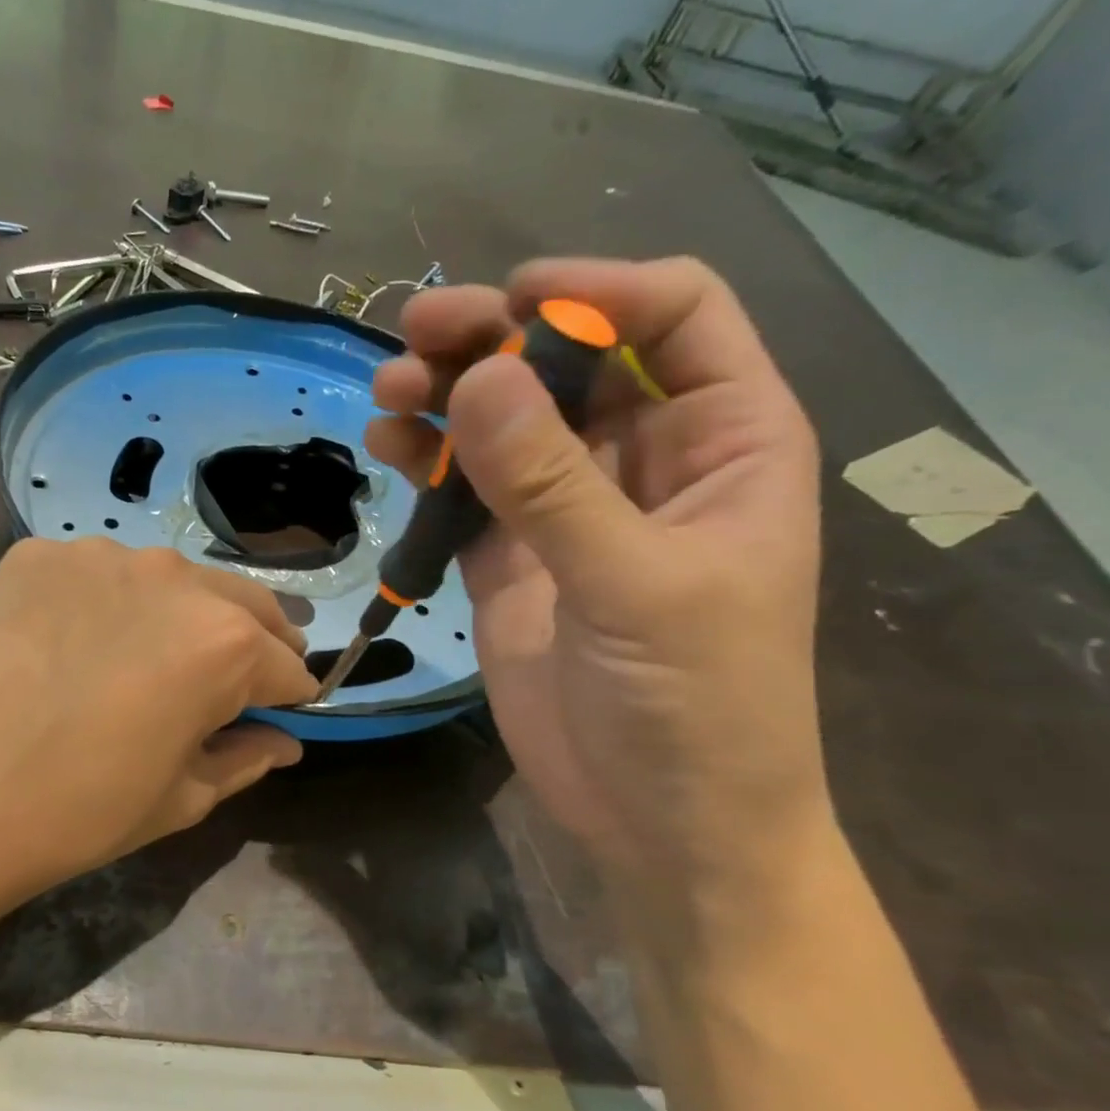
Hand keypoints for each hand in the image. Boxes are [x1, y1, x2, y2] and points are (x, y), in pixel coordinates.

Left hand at [0, 534, 310, 911]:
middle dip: (251, 642)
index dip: (286, 696)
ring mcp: (99, 555)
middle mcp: (174, 578)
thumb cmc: (78, 813)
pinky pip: (97, 573)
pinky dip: (105, 602)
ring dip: (178, 615)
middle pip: (244, 603)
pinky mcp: (37, 553)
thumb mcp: (180, 799)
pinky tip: (73, 643)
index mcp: (224, 643)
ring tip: (145, 659)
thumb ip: (244, 759)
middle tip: (227, 682)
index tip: (273, 716)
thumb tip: (282, 742)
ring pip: (171, 580)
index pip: (286, 664)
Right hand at [366, 258, 830, 910]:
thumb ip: (552, 485)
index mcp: (723, 443)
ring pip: (504, 424)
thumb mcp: (637, 586)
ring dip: (447, 398)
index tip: (511, 301)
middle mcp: (643, 461)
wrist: (656, 818)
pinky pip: (463, 491)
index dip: (597, 292)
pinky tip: (385, 446)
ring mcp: (567, 511)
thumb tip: (476, 378)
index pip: (673, 319)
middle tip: (413, 336)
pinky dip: (425, 464)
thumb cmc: (696, 704)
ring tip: (387, 393)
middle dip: (494, 340)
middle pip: (568, 364)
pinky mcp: (509, 558)